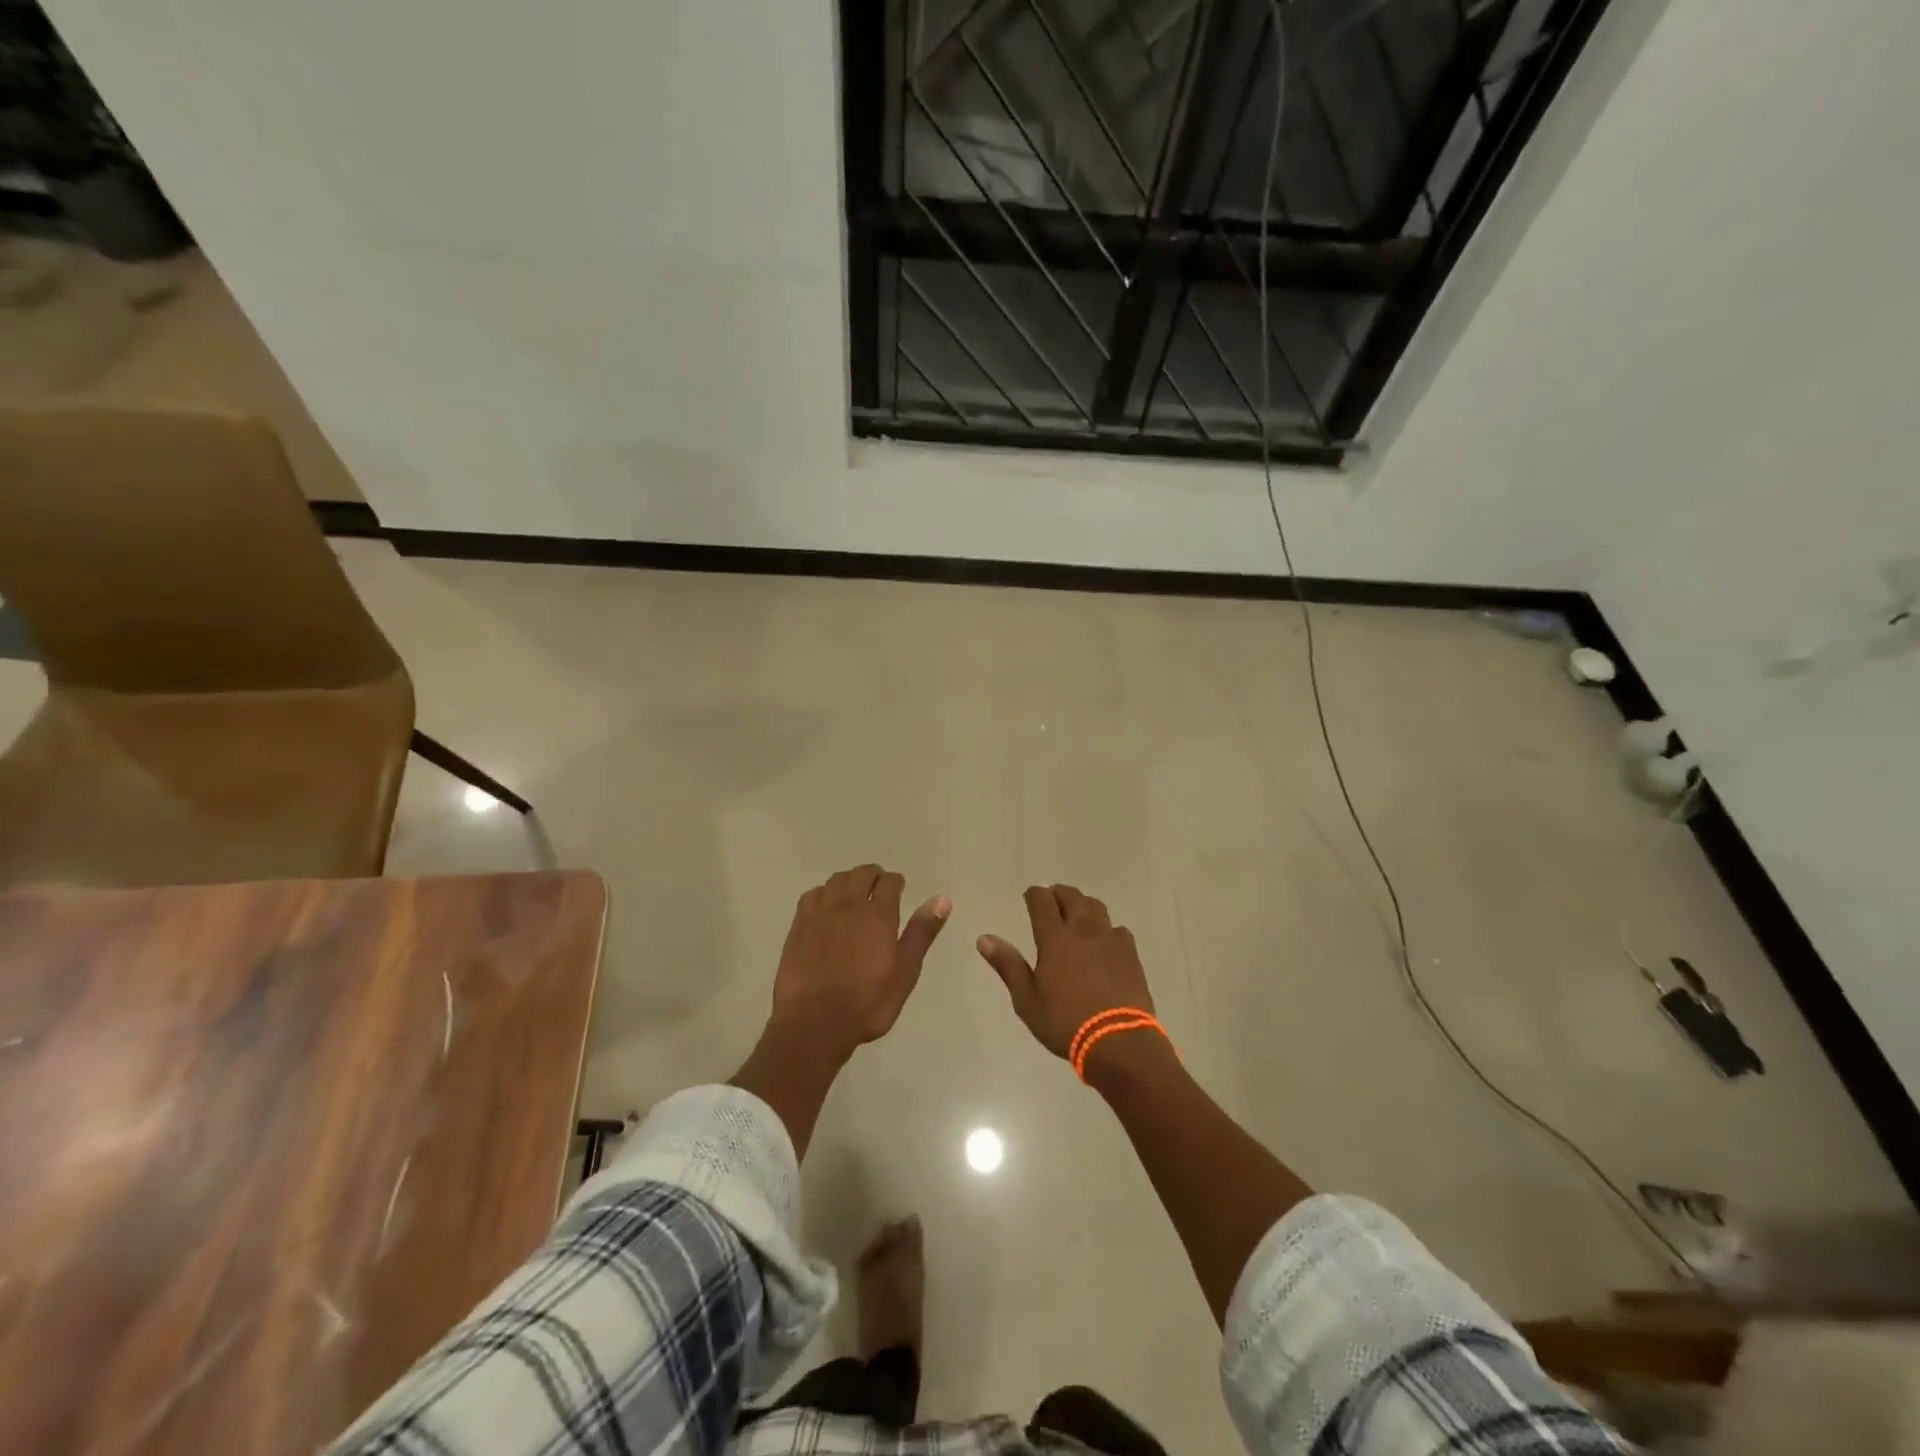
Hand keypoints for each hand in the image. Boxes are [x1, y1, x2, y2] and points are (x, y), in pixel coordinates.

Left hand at [770, 864, 951, 1061]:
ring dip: (849, 881)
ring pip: (836, 880)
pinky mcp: (798, 925)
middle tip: (879, 888)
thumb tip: (941, 899)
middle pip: (861, 874)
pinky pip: (813, 895)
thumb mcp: (905, 972)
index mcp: (878, 914)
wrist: (814, 1022)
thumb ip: (921, 933)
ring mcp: (820, 913)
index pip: (888, 881)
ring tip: (854, 894)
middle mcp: (849, 904)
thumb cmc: (868, 1002)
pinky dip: (824, 893)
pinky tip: (827, 907)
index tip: (898, 889)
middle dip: (873, 876)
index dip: (895, 882)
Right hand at [977, 885, 1153, 1058]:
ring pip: (1096, 907)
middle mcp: (1083, 929)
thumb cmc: (1065, 1022)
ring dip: (1082, 905)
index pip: (1042, 900)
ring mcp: (1110, 939)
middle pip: (1071, 896)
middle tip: (1051, 902)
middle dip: (1058, 894)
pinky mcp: (1131, 953)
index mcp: (1055, 938)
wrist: (1118, 1041)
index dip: (1033, 894)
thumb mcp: (1027, 999)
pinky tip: (1104, 943)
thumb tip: (984, 938)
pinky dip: (1106, 929)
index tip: (1029, 898)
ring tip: (1076, 915)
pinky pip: (1117, 929)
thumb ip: (1008, 965)